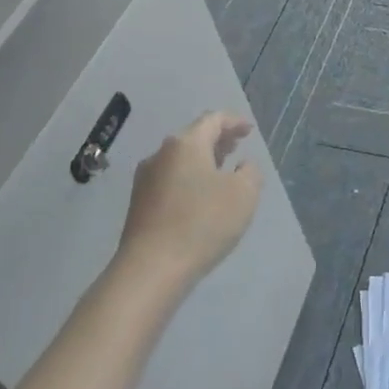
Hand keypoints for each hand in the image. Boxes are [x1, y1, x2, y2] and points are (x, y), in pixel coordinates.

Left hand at [118, 112, 263, 289]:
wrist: (151, 268)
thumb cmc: (202, 223)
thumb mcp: (243, 195)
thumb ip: (250, 173)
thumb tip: (241, 166)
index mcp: (186, 144)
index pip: (212, 119)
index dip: (234, 122)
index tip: (249, 130)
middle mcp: (161, 154)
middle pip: (193, 137)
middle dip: (217, 139)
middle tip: (236, 146)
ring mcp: (145, 179)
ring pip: (179, 159)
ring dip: (202, 160)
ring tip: (220, 170)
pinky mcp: (139, 204)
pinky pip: (170, 179)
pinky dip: (188, 178)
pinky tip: (199, 196)